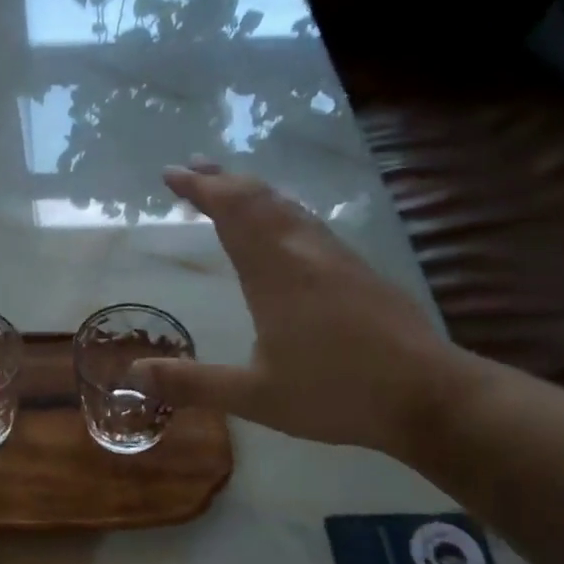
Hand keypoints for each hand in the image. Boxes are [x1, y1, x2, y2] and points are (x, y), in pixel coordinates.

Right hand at [132, 162, 467, 455]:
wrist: (428, 395)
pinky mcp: (359, 270)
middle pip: (260, 199)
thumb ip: (193, 383)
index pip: (231, 213)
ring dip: (253, 191)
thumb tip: (134, 375)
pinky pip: (308, 222)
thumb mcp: (254, 396)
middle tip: (192, 168)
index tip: (171, 174)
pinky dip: (280, 209)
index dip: (200, 189)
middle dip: (222, 180)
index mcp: (275, 273)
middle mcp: (304, 252)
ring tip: (229, 185)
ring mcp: (337, 257)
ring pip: (288, 206)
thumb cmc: (336, 393)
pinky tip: (284, 224)